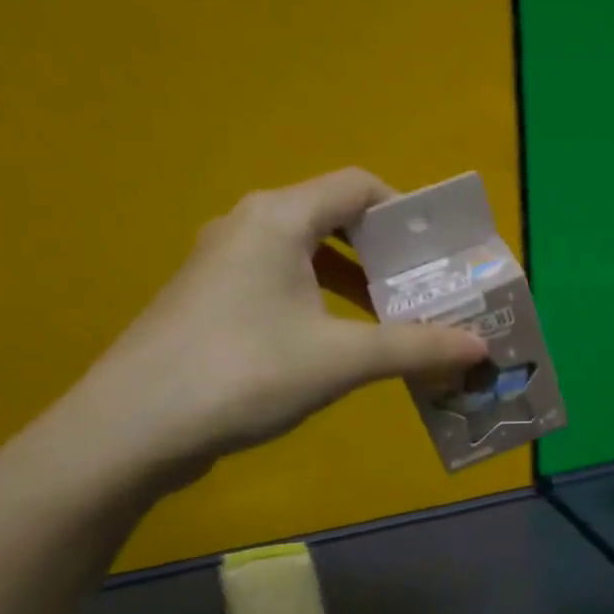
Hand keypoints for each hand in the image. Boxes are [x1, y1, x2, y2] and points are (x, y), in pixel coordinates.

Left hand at [54, 169, 486, 483]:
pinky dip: (321, 302)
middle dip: (387, 255)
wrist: (133, 427)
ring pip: (307, 255)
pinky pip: (281, 283)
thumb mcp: (341, 359)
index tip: (440, 254)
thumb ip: (416, 348)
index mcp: (279, 218)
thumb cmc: (244, 372)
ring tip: (394, 322)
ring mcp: (223, 264)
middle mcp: (248, 225)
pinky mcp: (211, 301)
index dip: (407, 212)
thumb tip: (481, 348)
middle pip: (334, 218)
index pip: (357, 186)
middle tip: (427, 292)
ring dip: (356, 283)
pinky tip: (339, 346)